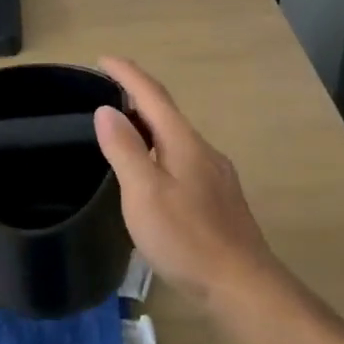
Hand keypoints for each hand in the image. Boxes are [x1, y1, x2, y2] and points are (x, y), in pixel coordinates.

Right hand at [93, 56, 281, 303]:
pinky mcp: (219, 200)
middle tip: (105, 96)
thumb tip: (106, 110)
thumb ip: (125, 149)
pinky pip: (183, 161)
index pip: (153, 96)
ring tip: (122, 133)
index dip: (128, 74)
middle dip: (137, 99)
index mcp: (184, 143)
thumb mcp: (144, 192)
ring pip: (176, 140)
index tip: (103, 59)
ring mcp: (216, 176)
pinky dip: (160, 153)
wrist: (240, 284)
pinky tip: (151, 176)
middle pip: (167, 115)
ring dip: (149, 128)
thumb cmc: (186, 237)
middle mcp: (204, 151)